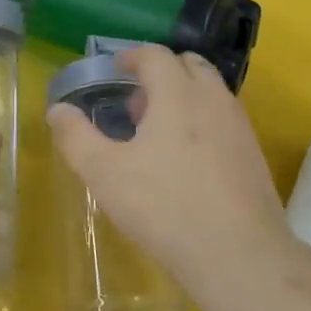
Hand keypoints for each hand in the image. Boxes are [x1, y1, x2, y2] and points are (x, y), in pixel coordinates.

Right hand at [46, 45, 290, 281]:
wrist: (239, 254)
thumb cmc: (165, 207)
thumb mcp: (105, 174)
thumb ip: (76, 138)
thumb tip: (57, 110)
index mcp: (177, 94)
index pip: (155, 55)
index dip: (131, 56)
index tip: (115, 69)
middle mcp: (213, 98)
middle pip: (189, 64)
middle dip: (161, 72)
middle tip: (137, 101)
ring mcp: (239, 126)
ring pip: (210, 91)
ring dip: (184, 95)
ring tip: (158, 132)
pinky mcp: (253, 154)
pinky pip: (224, 118)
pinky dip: (203, 119)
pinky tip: (187, 160)